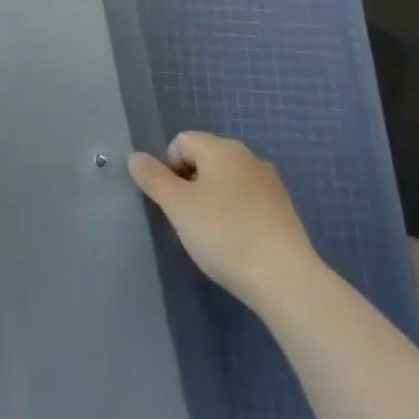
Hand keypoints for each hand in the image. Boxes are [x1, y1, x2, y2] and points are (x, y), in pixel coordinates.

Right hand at [129, 132, 313, 307]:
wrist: (284, 277)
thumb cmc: (223, 234)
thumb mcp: (178, 207)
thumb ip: (153, 179)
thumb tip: (135, 157)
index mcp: (221, 148)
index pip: (182, 141)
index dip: (168, 168)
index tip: (172, 202)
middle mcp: (247, 156)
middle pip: (205, 158)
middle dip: (190, 184)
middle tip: (187, 219)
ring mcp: (269, 181)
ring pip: (227, 180)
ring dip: (212, 199)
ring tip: (212, 234)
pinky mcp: (283, 208)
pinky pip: (247, 199)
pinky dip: (235, 213)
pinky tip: (236, 241)